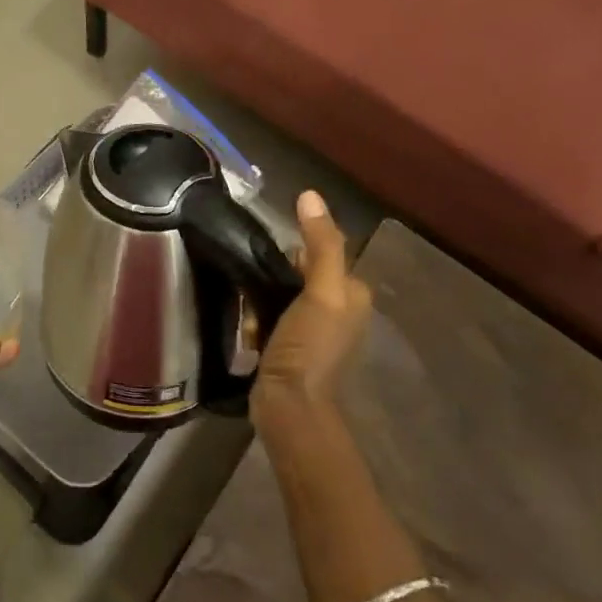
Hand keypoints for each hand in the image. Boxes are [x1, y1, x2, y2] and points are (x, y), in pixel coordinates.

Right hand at [251, 191, 371, 433]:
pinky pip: (270, 318)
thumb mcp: (320, 292)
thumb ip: (320, 245)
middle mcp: (339, 311)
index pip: (319, 252)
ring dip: (260, 300)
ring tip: (249, 314)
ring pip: (280, 295)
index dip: (292, 252)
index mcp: (352, 294)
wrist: (289, 407)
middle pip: (297, 273)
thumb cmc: (309, 347)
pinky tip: (249, 332)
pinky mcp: (292, 348)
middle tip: (255, 292)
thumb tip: (310, 195)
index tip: (268, 261)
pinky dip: (257, 321)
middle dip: (271, 278)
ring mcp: (314, 332)